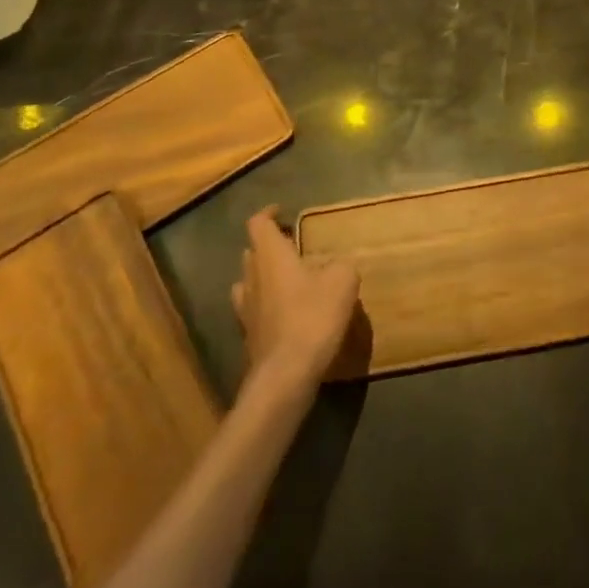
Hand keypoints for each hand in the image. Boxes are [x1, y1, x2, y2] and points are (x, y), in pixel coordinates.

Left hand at [230, 207, 360, 400]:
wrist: (286, 376)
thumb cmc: (312, 316)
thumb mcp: (342, 280)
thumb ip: (341, 265)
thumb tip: (338, 265)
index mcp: (270, 255)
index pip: (258, 223)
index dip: (268, 213)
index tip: (282, 212)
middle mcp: (252, 277)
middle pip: (252, 252)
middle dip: (269, 247)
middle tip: (293, 248)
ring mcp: (246, 310)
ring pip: (248, 282)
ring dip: (264, 277)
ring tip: (288, 281)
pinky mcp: (249, 338)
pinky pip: (254, 311)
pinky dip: (267, 306)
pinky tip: (287, 315)